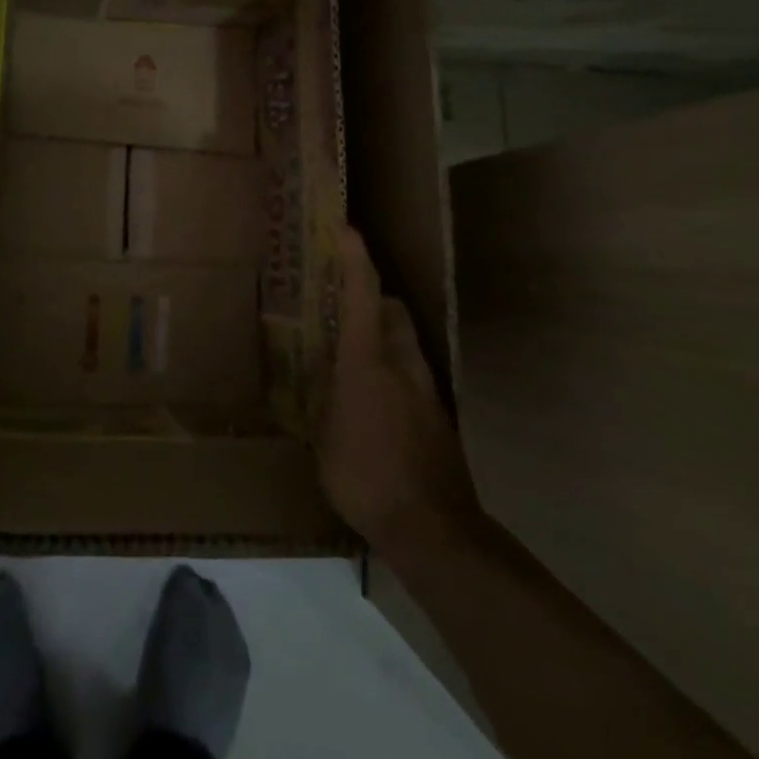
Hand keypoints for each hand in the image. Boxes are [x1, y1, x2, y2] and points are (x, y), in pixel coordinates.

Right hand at [319, 228, 481, 553]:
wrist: (434, 531)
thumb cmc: (365, 476)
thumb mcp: (324, 434)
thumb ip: (324, 396)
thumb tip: (320, 376)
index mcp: (367, 362)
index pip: (364, 294)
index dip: (354, 257)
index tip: (344, 228)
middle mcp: (401, 365)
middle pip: (392, 310)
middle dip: (370, 296)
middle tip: (340, 301)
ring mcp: (426, 390)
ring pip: (405, 341)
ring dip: (382, 332)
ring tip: (353, 351)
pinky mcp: (438, 416)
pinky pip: (411, 373)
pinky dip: (392, 368)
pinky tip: (374, 399)